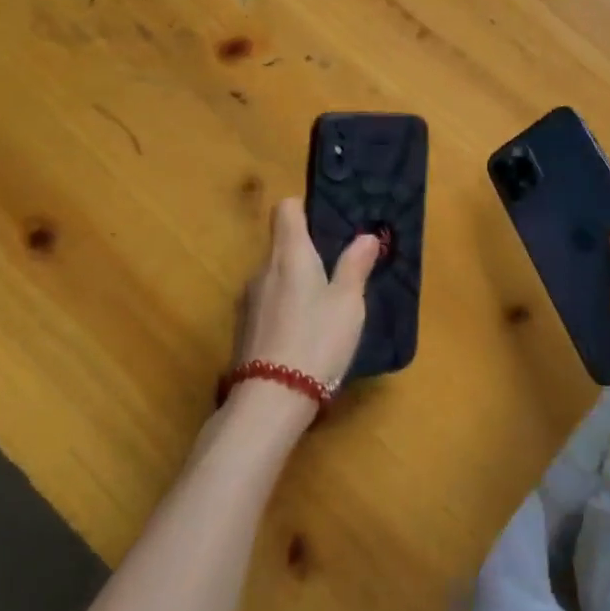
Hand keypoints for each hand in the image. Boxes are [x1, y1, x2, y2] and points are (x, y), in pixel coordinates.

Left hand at [236, 199, 378, 394]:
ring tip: (322, 307)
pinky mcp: (243, 331)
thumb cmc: (316, 340)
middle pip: (282, 245)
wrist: (270, 402)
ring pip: (275, 277)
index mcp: (290, 254)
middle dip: (306, 252)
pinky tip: (303, 334)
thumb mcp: (348, 302)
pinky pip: (268, 304)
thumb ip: (355, 266)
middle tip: (336, 271)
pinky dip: (284, 309)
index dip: (303, 208)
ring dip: (295, 284)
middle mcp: (263, 270)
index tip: (324, 224)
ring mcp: (248, 301)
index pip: (285, 209)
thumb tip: (366, 236)